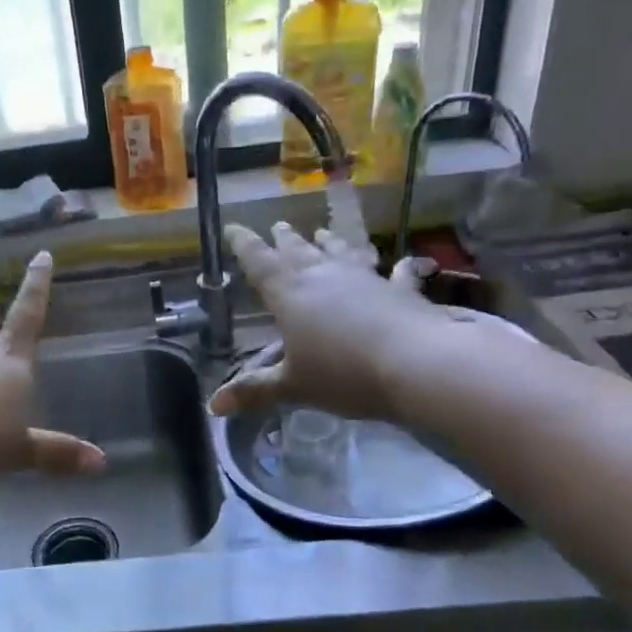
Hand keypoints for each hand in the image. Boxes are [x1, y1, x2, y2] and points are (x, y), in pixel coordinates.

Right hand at [208, 221, 454, 420]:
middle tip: (277, 226)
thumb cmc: (343, 373)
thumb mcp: (293, 386)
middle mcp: (323, 277)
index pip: (259, 262)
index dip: (243, 244)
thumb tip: (213, 405)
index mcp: (289, 295)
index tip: (232, 227)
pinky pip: (395, 274)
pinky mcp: (399, 291)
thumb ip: (255, 390)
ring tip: (322, 231)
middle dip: (284, 239)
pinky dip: (398, 268)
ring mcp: (363, 279)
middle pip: (298, 251)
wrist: (417, 364)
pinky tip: (406, 263)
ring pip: (340, 253)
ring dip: (330, 242)